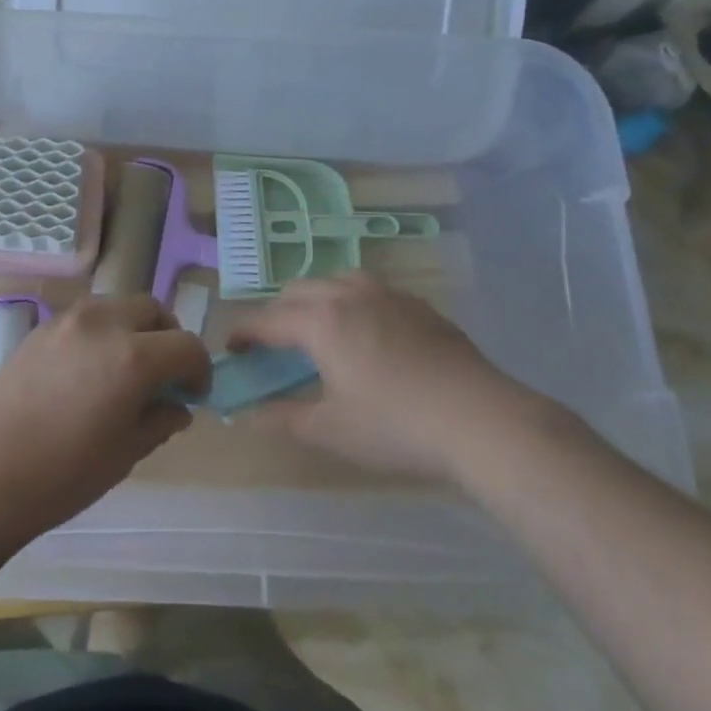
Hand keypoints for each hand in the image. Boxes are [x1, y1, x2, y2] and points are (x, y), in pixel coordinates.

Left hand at [0, 295, 210, 539]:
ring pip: (119, 305)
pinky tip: (89, 368)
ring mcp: (70, 319)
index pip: (186, 345)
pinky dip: (103, 330)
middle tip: (163, 373)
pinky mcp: (43, 326)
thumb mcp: (125, 454)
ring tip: (125, 366)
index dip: (199, 369)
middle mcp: (105, 323)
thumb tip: (176, 407)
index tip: (193, 394)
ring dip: (135, 327)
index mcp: (134, 357)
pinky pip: (87, 315)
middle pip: (154, 309)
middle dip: (168, 337)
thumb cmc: (64, 474)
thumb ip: (159, 421)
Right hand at [228, 273, 552, 481]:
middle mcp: (349, 294)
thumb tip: (248, 413)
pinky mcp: (418, 305)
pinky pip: (371, 290)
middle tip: (273, 346)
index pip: (268, 319)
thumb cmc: (396, 427)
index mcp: (321, 320)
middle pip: (298, 291)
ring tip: (318, 330)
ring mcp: (388, 294)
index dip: (244, 332)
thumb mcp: (331, 431)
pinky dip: (351, 302)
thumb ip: (282, 418)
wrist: (480, 419)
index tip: (231, 348)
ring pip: (336, 279)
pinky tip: (367, 334)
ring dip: (315, 299)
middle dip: (277, 313)